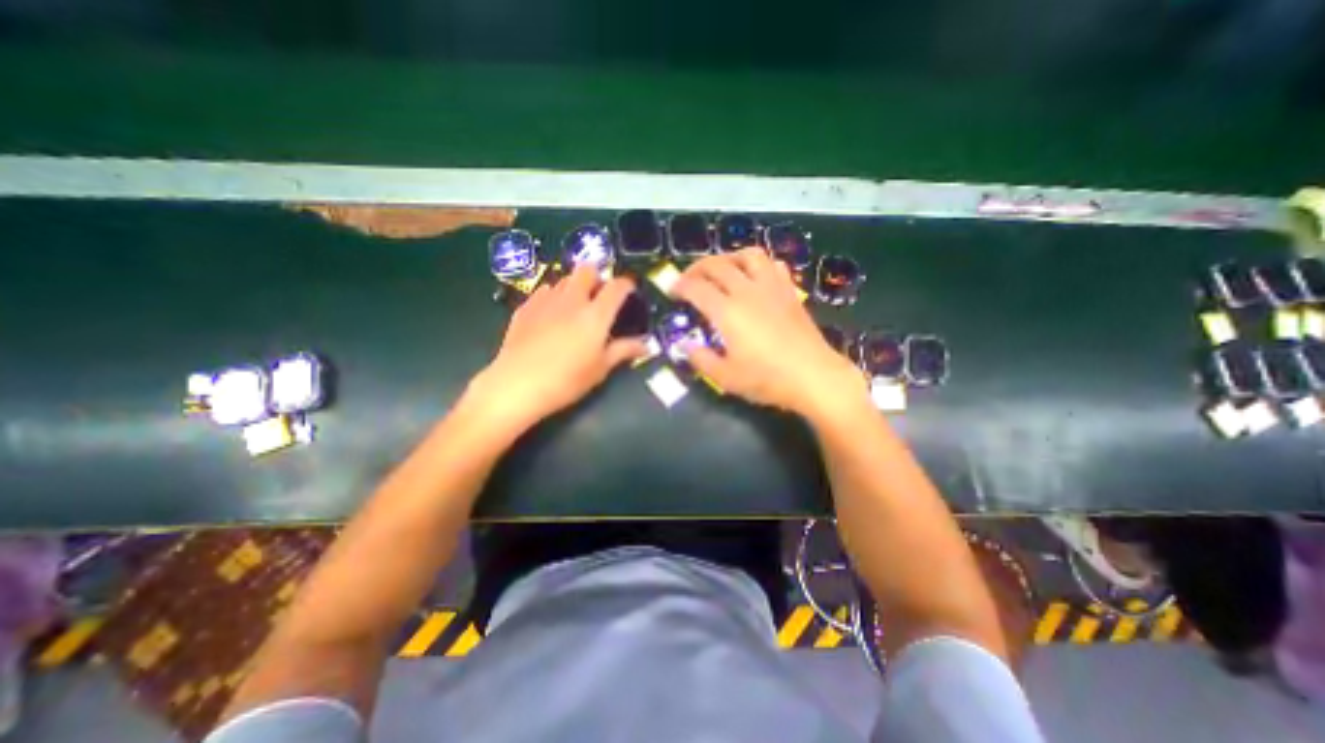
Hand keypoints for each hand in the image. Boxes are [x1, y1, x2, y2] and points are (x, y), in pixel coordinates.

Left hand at [468, 265, 649, 432]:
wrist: (517, 385)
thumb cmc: (566, 380)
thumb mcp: (600, 369)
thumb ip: (624, 351)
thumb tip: (646, 345)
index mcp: (595, 315)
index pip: (617, 286)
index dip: (627, 285)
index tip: (629, 291)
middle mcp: (572, 300)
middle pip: (587, 270)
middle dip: (597, 277)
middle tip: (599, 297)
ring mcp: (545, 300)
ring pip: (564, 279)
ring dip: (574, 286)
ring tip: (575, 307)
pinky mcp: (525, 307)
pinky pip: (543, 291)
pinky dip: (553, 297)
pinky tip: (551, 316)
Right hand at [668, 250, 865, 418]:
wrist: (813, 376)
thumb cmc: (767, 379)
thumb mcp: (725, 377)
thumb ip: (701, 359)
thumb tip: (687, 346)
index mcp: (727, 312)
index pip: (697, 287)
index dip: (680, 285)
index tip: (672, 291)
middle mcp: (747, 292)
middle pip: (717, 264)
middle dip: (697, 267)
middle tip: (689, 279)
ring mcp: (771, 288)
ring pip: (748, 255)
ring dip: (729, 257)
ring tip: (721, 269)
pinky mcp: (789, 291)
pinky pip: (773, 265)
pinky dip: (758, 264)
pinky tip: (754, 276)